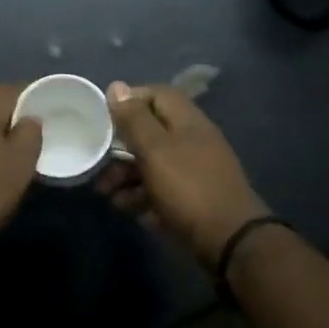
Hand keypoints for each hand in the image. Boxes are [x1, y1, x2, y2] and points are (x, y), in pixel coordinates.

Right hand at [97, 81, 267, 269]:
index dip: (129, 101)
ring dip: (126, 176)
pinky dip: (142, 196)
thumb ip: (134, 119)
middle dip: (121, 148)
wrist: (229, 241)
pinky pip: (162, 190)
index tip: (104, 118)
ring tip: (107, 195)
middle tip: (99, 164)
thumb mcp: (155, 149)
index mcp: (188, 121)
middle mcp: (193, 141)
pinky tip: (127, 209)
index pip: (157, 94)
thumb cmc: (188, 188)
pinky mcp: (193, 199)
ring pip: (153, 164)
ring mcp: (195, 172)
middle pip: (151, 133)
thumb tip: (117, 86)